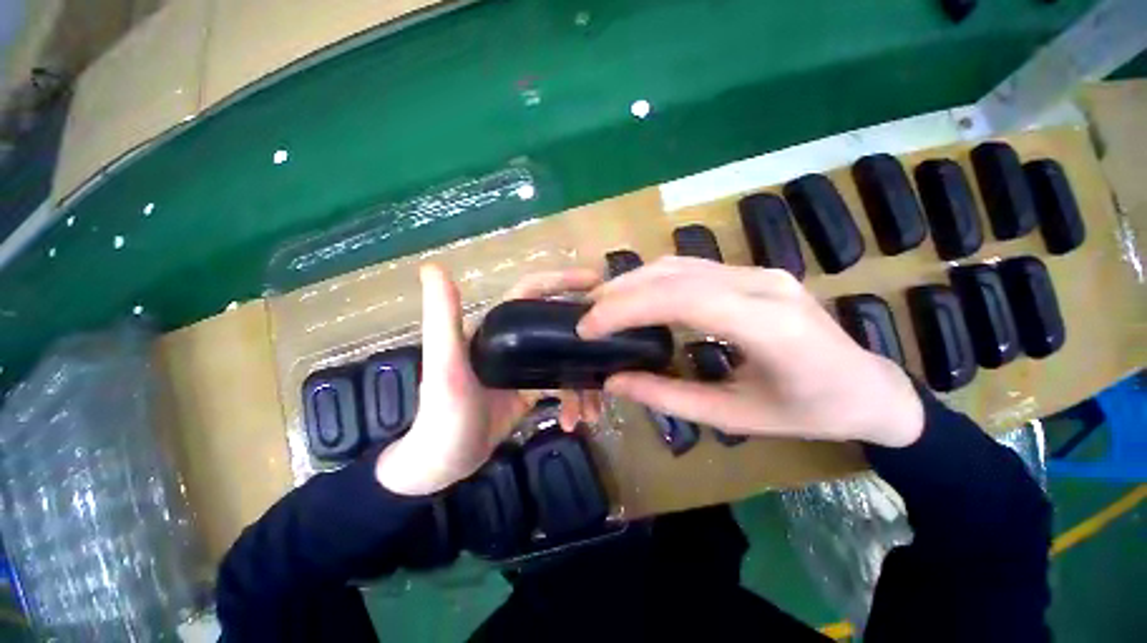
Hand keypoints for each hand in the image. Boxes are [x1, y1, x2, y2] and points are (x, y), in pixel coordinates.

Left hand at [376, 264, 602, 495]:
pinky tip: (576, 421)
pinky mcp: (532, 389)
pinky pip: (564, 385)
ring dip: (584, 381)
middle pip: (558, 326)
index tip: (596, 281)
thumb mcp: (443, 365)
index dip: (562, 281)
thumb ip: (442, 317)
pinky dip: (574, 400)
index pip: (532, 292)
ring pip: (565, 359)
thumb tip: (433, 266)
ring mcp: (525, 365)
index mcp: (496, 326)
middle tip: (615, 343)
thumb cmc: (441, 415)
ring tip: (594, 408)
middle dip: (586, 336)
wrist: (443, 464)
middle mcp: (513, 340)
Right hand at [577, 257, 923, 447]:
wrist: (867, 387)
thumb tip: (614, 381)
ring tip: (602, 306)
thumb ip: (668, 397)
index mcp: (768, 325)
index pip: (681, 298)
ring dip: (633, 282)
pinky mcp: (751, 273)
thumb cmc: (810, 413)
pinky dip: (654, 281)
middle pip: (674, 274)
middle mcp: (761, 284)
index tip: (588, 328)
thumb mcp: (734, 417)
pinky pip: (691, 269)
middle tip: (586, 316)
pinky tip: (636, 298)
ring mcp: (758, 271)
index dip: (627, 308)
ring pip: (679, 264)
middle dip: (621, 292)